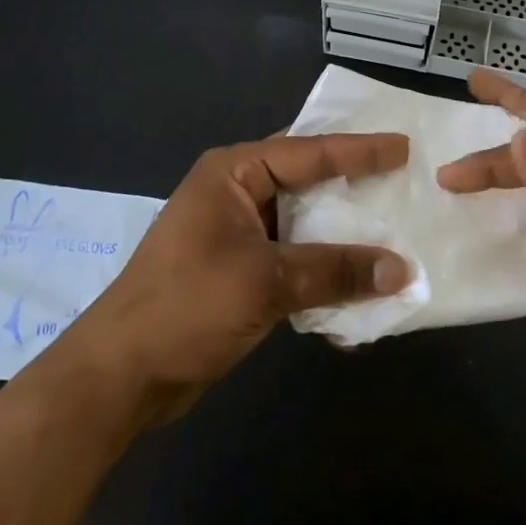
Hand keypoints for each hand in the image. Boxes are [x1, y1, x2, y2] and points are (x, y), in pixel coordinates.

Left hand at [67, 133, 411, 423]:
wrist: (121, 377)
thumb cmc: (187, 306)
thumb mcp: (265, 281)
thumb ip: (334, 270)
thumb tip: (402, 269)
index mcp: (233, 173)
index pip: (308, 151)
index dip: (359, 150)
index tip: (404, 147)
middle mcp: (236, 193)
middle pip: (307, 181)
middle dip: (353, 186)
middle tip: (404, 180)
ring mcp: (237, 233)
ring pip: (304, 222)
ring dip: (342, 233)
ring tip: (393, 229)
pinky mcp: (240, 271)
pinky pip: (294, 257)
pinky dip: (323, 268)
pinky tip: (358, 283)